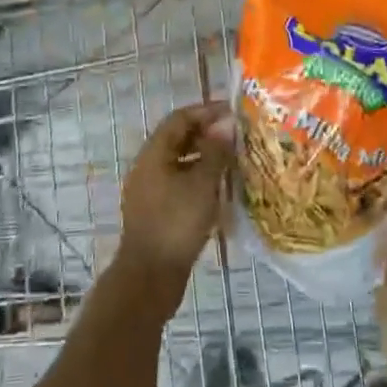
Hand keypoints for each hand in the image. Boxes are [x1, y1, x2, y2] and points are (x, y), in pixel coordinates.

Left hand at [117, 102, 233, 296]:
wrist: (150, 276)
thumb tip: (225, 125)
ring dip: (205, 157)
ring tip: (234, 159)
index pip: (180, 119)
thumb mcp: (202, 184)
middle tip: (238, 135)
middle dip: (207, 133)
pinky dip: (199, 178)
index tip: (234, 110)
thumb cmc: (176, 223)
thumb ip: (216, 152)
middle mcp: (148, 167)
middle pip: (178, 139)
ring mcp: (150, 190)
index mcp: (154, 154)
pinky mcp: (157, 211)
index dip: (206, 111)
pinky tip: (221, 189)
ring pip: (180, 162)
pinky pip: (180, 183)